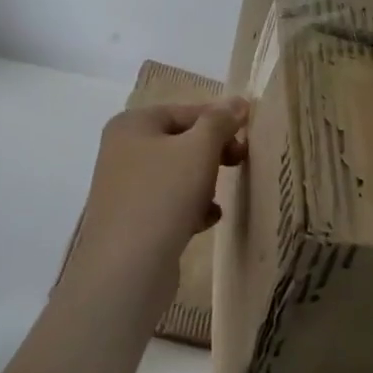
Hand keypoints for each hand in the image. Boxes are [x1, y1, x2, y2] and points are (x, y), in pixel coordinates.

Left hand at [63, 99, 247, 322]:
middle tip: (241, 161)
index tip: (249, 133)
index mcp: (132, 125)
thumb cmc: (163, 195)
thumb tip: (237, 102)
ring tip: (220, 195)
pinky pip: (169, 203)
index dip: (220, 119)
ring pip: (177, 174)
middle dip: (213, 152)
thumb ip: (220, 121)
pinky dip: (191, 207)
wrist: (126, 270)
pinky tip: (208, 220)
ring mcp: (125, 188)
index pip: (185, 111)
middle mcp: (123, 151)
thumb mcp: (199, 149)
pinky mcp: (132, 221)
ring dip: (204, 182)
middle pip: (181, 142)